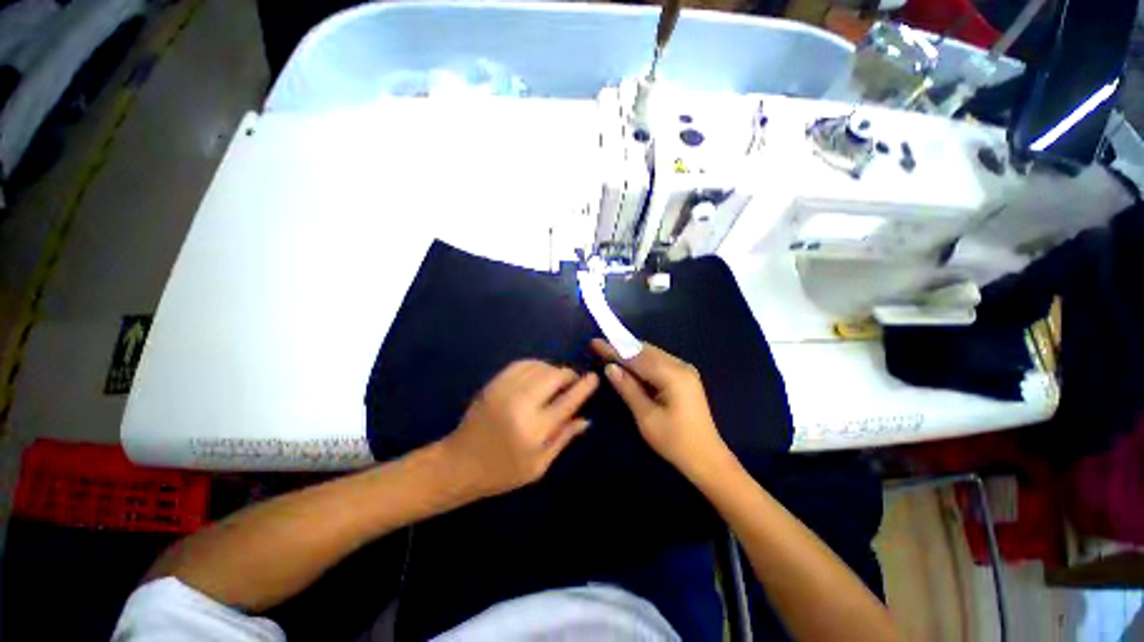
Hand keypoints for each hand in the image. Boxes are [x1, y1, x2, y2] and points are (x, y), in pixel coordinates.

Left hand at [442, 360, 598, 497]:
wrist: (459, 464)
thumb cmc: (502, 472)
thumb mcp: (538, 466)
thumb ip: (564, 438)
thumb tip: (586, 419)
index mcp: (534, 429)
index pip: (567, 401)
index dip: (583, 387)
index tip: (593, 377)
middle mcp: (521, 404)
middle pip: (554, 376)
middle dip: (568, 375)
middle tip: (573, 381)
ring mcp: (504, 390)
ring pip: (539, 366)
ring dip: (552, 369)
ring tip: (556, 380)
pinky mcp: (493, 383)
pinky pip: (521, 364)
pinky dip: (535, 365)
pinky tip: (538, 374)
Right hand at [592, 339, 728, 478]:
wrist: (706, 458)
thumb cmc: (674, 441)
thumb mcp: (646, 416)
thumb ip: (628, 388)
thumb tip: (609, 367)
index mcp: (673, 375)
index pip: (637, 357)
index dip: (614, 350)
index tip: (595, 342)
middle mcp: (681, 366)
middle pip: (646, 351)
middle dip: (622, 349)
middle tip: (599, 347)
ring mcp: (685, 370)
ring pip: (652, 355)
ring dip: (631, 354)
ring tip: (610, 354)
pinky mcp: (684, 377)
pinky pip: (658, 362)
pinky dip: (642, 362)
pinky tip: (630, 366)